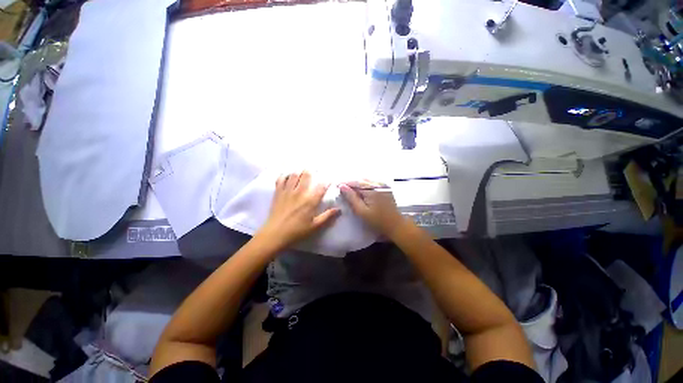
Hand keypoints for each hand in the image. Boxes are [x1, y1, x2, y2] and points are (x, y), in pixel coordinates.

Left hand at [257, 170, 340, 250]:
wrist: (275, 234)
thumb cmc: (297, 231)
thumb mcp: (315, 226)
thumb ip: (328, 216)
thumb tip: (339, 209)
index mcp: (310, 201)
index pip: (322, 186)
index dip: (327, 181)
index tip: (331, 178)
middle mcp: (300, 192)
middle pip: (307, 175)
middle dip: (312, 170)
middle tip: (316, 169)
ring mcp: (287, 191)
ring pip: (294, 174)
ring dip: (300, 170)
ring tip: (303, 169)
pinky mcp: (278, 192)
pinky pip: (281, 179)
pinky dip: (285, 175)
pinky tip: (288, 175)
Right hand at [339, 180, 406, 237]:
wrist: (395, 224)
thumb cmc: (377, 220)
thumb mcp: (362, 211)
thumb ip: (351, 198)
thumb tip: (342, 186)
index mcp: (371, 189)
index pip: (355, 182)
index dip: (345, 183)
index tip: (336, 186)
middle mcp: (377, 183)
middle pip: (360, 180)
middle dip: (351, 183)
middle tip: (342, 189)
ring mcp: (382, 185)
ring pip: (366, 180)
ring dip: (357, 184)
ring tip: (350, 190)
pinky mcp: (385, 187)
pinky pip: (372, 183)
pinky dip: (365, 186)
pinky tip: (360, 192)